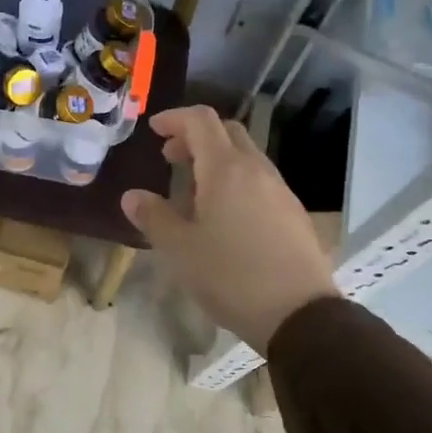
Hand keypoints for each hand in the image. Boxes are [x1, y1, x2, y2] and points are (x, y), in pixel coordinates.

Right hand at [121, 105, 337, 351]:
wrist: (298, 314)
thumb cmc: (230, 276)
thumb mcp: (179, 249)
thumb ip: (153, 217)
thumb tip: (132, 196)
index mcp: (226, 170)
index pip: (201, 121)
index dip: (175, 118)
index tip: (153, 130)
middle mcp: (257, 170)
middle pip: (227, 132)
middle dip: (195, 136)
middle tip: (170, 157)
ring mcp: (280, 191)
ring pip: (246, 157)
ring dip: (216, 159)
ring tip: (193, 190)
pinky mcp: (293, 213)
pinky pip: (259, 181)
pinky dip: (235, 180)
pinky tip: (224, 215)